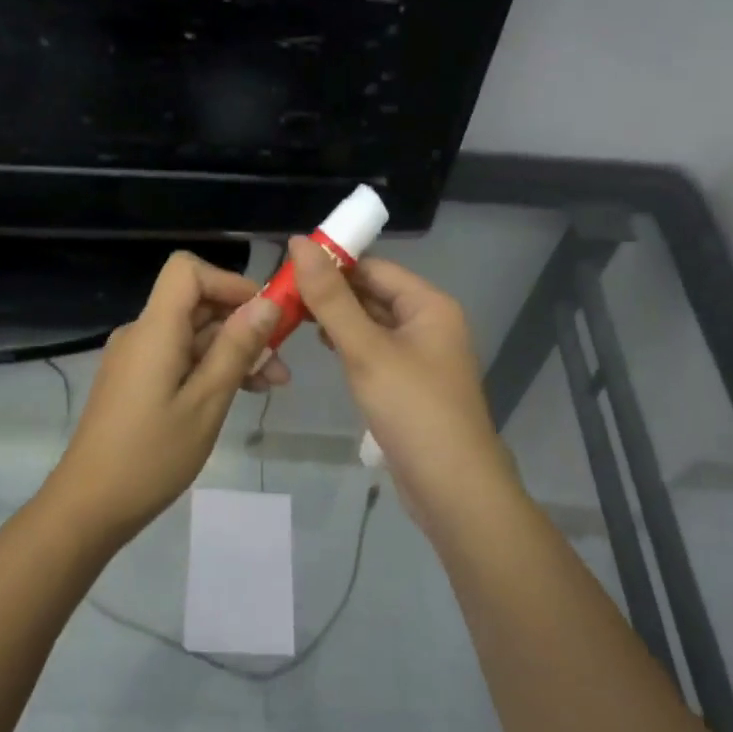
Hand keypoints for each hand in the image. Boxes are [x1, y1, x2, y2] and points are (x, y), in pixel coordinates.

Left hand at [45, 252, 283, 540]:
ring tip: (272, 384)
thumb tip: (267, 303)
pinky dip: (209, 367)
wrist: (89, 505)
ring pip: (191, 334)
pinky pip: (178, 357)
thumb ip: (236, 349)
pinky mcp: (135, 381)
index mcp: (155, 329)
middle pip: (195, 302)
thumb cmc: (152, 455)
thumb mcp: (207, 402)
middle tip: (282, 360)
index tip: (264, 313)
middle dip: (242, 323)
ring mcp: (136, 358)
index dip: (229, 281)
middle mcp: (142, 333)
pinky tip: (239, 392)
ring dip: (232, 350)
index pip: (187, 270)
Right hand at [288, 237, 518, 530]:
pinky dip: (348, 343)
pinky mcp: (409, 383)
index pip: (373, 267)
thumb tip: (299, 242)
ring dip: (335, 318)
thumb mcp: (366, 349)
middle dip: (330, 292)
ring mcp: (420, 354)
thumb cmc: (412, 410)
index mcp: (428, 304)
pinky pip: (374, 349)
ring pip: (371, 322)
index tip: (285, 265)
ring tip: (289, 315)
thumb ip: (331, 298)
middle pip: (372, 293)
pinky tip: (321, 346)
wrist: (453, 488)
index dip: (332, 262)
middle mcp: (428, 322)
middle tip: (279, 293)